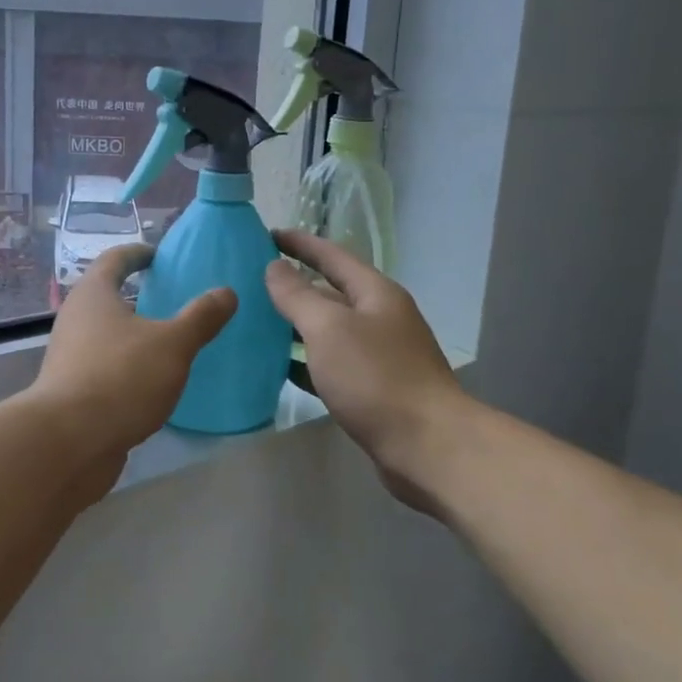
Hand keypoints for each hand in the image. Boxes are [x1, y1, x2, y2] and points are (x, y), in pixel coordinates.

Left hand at [27, 243, 234, 478]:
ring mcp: (70, 356)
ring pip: (106, 334)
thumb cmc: (120, 378)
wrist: (68, 442)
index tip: (161, 256)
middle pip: (107, 296)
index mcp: (93, 294)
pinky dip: (127, 366)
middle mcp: (75, 319)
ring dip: (133, 333)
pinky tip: (153, 383)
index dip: (139, 253)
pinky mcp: (72, 391)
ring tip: (170, 342)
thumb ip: (200, 317)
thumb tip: (227, 292)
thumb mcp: (172, 345)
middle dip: (139, 295)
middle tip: (174, 300)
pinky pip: (105, 366)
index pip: (115, 259)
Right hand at [264, 230, 461, 504]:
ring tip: (258, 322)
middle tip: (253, 282)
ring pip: (331, 330)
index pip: (331, 255)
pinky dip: (306, 360)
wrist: (428, 446)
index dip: (299, 243)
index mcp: (375, 293)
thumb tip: (275, 266)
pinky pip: (333, 363)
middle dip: (296, 284)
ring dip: (298, 324)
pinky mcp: (375, 389)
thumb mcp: (329, 328)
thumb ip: (298, 295)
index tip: (266, 235)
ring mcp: (381, 355)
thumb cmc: (376, 377)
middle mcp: (381, 317)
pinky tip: (280, 367)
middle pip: (332, 291)